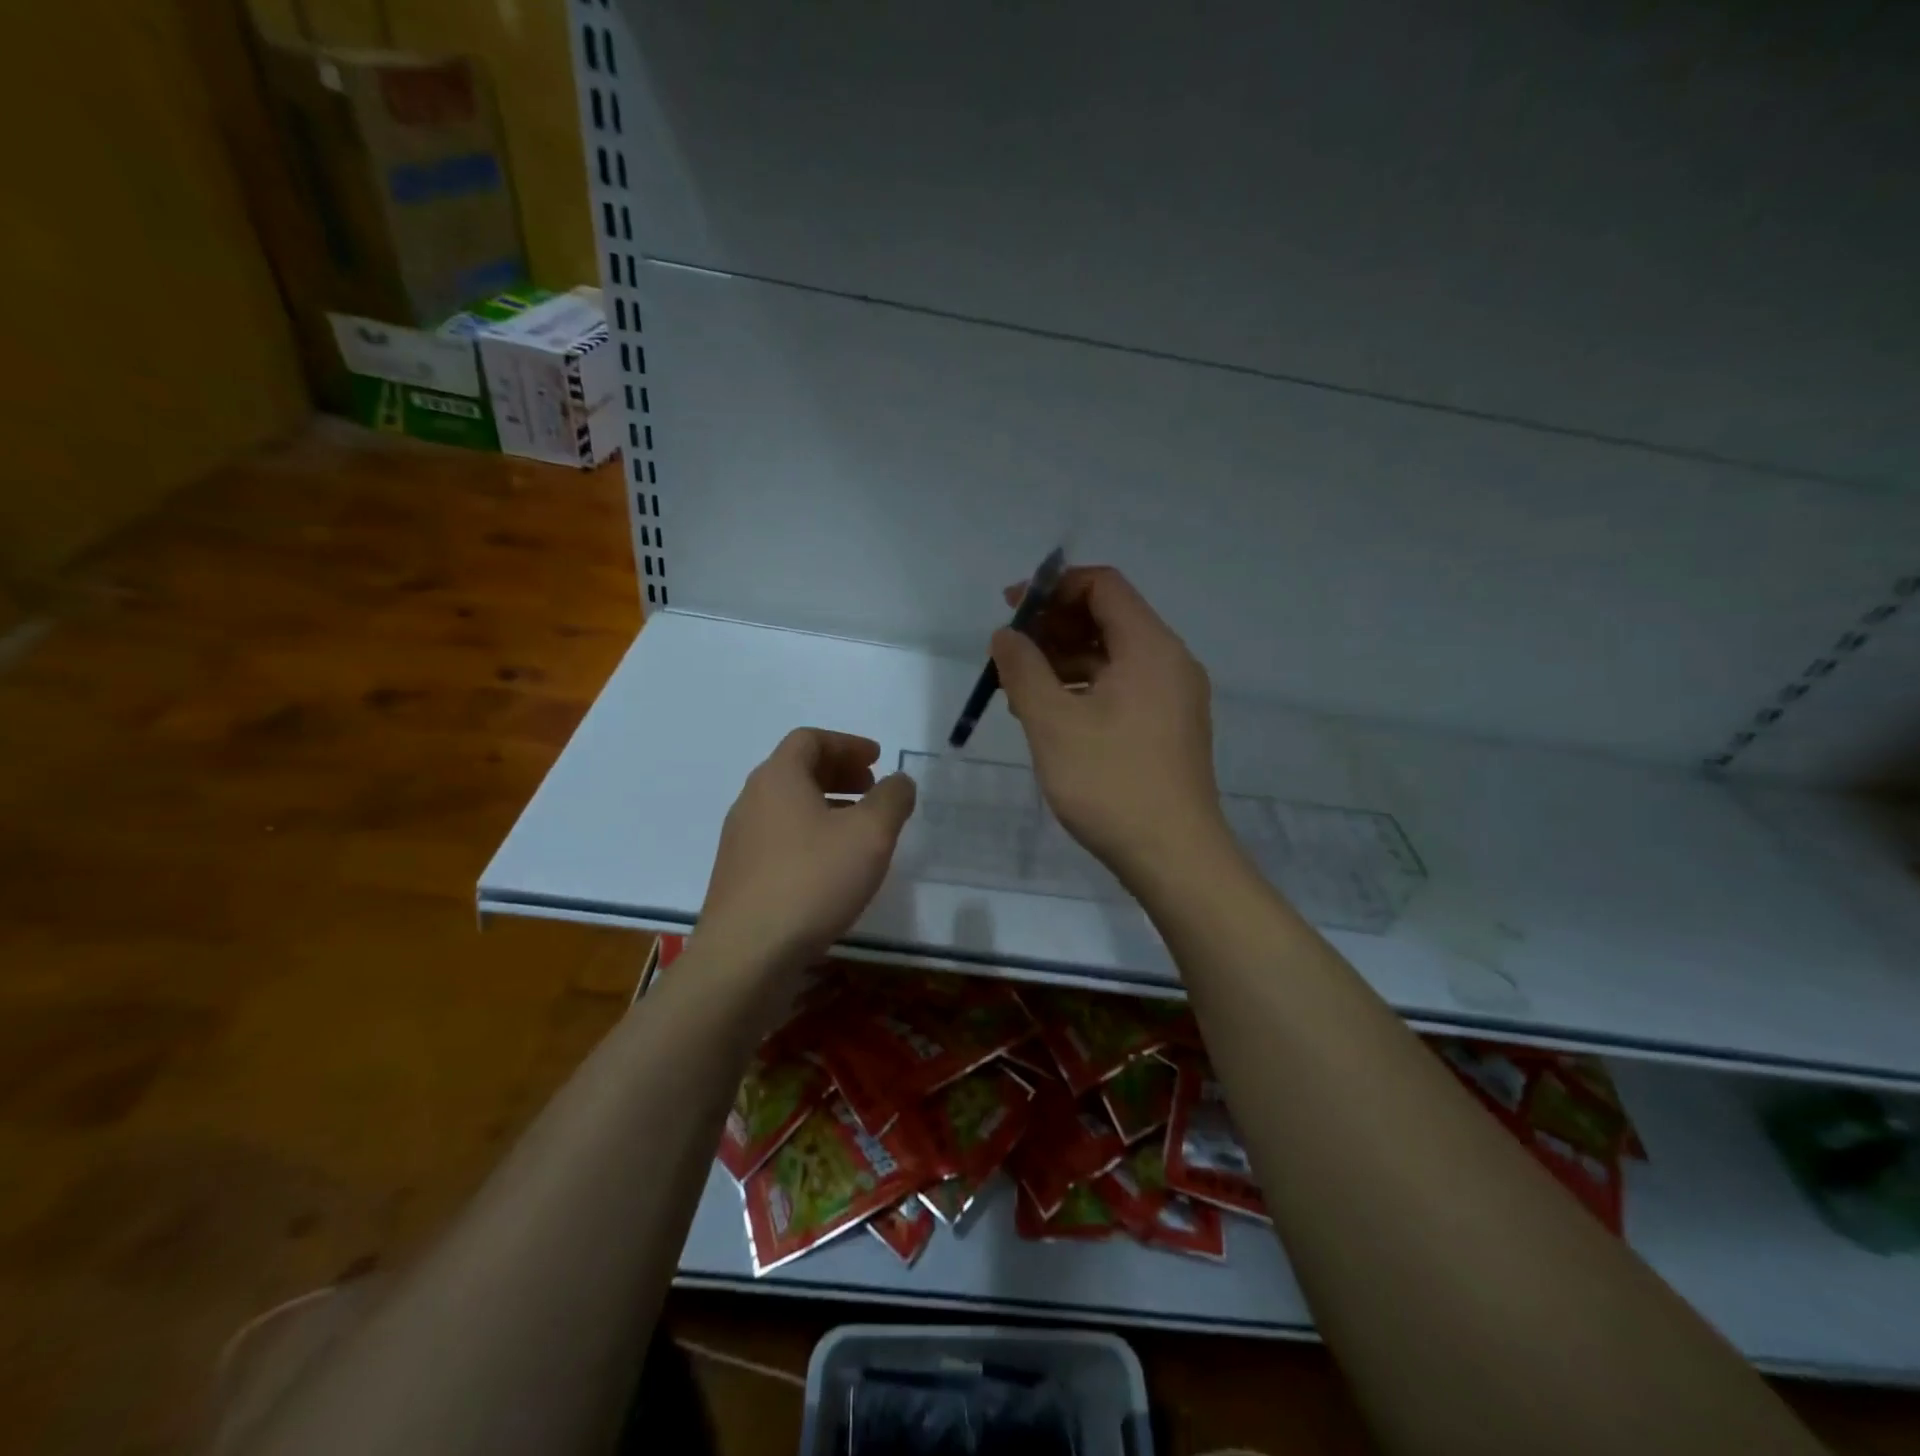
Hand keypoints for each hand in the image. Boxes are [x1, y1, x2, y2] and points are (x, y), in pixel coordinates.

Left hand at [699, 729, 917, 973]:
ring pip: (788, 807)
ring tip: (859, 829)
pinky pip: (779, 838)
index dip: (847, 744)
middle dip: (839, 773)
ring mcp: (740, 841)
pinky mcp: (739, 876)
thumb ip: (892, 799)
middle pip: (796, 770)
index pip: (809, 740)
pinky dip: (810, 835)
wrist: (746, 955)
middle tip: (872, 788)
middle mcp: (751, 801)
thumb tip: (898, 782)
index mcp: (778, 778)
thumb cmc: (812, 881)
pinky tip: (832, 867)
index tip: (877, 759)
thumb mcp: (870, 834)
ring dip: (826, 806)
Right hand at [992, 567, 1226, 886]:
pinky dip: (1086, 689)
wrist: (1174, 856)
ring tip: (1020, 690)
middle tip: (1009, 654)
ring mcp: (1173, 697)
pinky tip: (1051, 716)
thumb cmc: (1110, 783)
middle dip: (1054, 628)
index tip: (1011, 610)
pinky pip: (1123, 688)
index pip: (1102, 585)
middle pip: (1108, 618)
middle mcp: (1169, 661)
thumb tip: (1006, 635)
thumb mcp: (1053, 723)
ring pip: (1113, 657)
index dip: (1053, 588)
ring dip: (1065, 661)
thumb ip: (1023, 670)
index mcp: (1149, 647)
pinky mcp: (1169, 727)